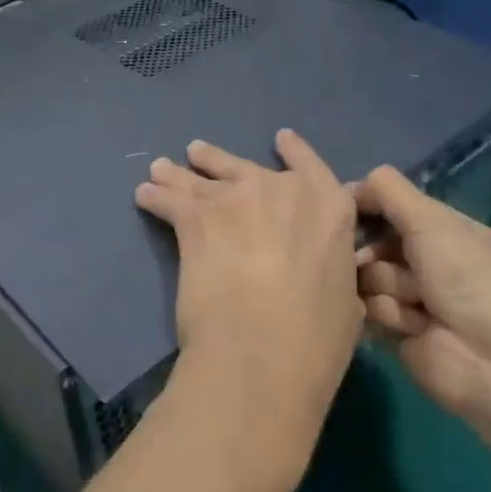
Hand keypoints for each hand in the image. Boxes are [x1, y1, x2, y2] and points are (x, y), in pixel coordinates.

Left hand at [135, 130, 363, 478]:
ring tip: (163, 169)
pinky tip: (145, 196)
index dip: (295, 152)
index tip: (281, 139)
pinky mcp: (196, 218)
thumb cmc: (316, 340)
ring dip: (180, 174)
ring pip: (202, 178)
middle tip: (198, 153)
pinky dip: (156, 197)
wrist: (262, 353)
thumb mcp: (345, 300)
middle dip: (219, 161)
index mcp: (329, 208)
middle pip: (245, 168)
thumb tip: (323, 271)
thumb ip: (331, 270)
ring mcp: (236, 200)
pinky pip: (170, 200)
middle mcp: (281, 190)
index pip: (312, 166)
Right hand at [353, 166, 490, 436]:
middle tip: (369, 263)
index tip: (341, 211)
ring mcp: (411, 299)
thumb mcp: (431, 221)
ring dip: (384, 288)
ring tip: (412, 307)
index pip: (389, 206)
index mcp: (440, 229)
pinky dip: (383, 316)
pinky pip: (368, 313)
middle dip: (369, 252)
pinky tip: (406, 326)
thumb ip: (388, 192)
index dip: (364, 206)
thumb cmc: (467, 279)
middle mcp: (425, 261)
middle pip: (371, 243)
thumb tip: (351, 186)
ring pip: (367, 279)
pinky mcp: (398, 334)